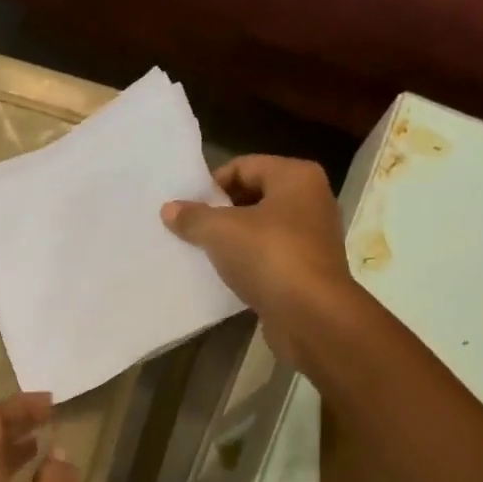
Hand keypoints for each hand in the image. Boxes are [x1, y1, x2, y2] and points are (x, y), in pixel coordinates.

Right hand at [161, 155, 353, 361]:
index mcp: (297, 177)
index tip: (187, 207)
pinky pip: (271, 258)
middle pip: (255, 196)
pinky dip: (249, 263)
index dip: (212, 184)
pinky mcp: (309, 271)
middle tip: (192, 229)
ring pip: (263, 230)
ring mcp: (313, 238)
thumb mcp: (221, 231)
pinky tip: (227, 276)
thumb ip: (193, 217)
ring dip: (234, 240)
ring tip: (204, 253)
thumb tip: (169, 209)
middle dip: (222, 212)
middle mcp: (312, 201)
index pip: (244, 166)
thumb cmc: (269, 256)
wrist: (311, 315)